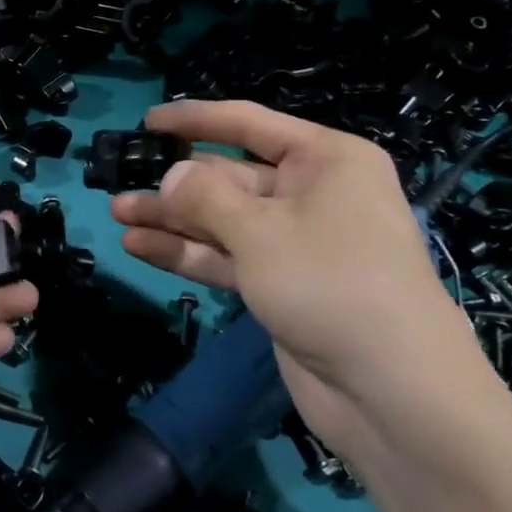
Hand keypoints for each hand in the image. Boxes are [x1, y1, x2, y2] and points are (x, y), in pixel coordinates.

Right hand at [109, 100, 488, 449]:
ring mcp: (298, 244)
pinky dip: (190, 253)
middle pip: (232, 177)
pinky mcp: (283, 286)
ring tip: (119, 213)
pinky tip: (140, 247)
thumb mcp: (260, 231)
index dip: (196, 120)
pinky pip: (229, 258)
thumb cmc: (330, 283)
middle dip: (177, 182)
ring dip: (174, 219)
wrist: (392, 391)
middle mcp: (313, 194)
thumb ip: (206, 198)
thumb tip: (172, 175)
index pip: (249, 125)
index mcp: (325, 160)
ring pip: (224, 221)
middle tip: (121, 181)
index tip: (148, 121)